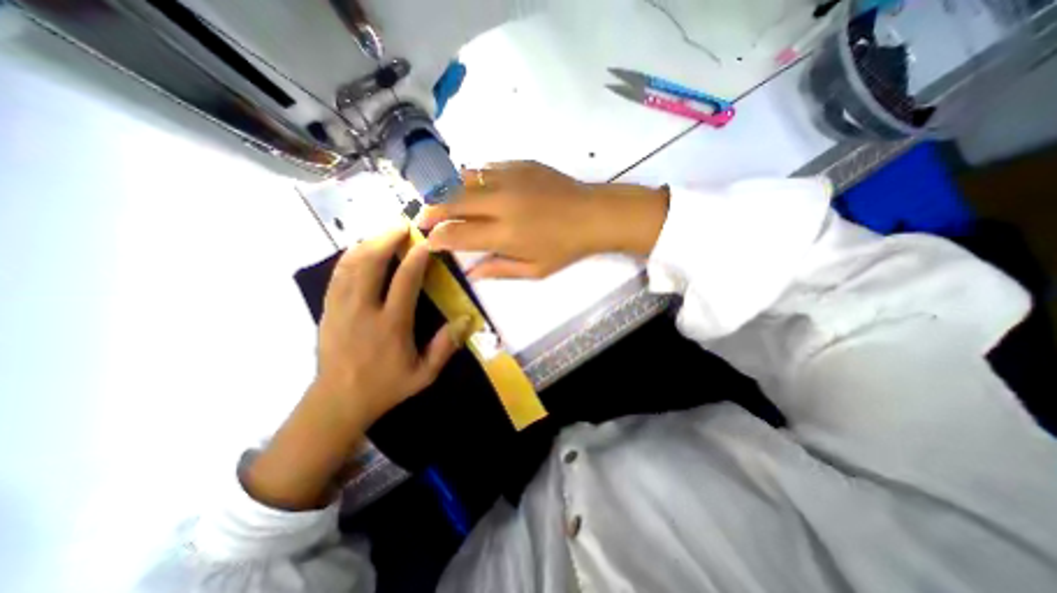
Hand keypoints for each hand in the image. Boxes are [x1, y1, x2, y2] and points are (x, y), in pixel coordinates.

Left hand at [314, 225, 466, 422]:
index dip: (416, 258)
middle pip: (370, 263)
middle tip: (403, 224)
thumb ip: (445, 347)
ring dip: (368, 243)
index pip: (404, 281)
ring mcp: (340, 308)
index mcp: (390, 326)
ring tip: (384, 232)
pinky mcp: (327, 309)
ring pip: (350, 264)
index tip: (426, 242)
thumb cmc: (385, 387)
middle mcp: (363, 311)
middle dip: (387, 238)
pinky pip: (337, 274)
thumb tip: (465, 319)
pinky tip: (361, 249)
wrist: (337, 403)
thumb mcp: (424, 375)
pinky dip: (350, 256)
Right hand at [414, 163, 667, 279]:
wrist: (592, 215)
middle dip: (431, 211)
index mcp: (504, 234)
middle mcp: (500, 203)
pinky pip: (485, 168)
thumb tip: (471, 274)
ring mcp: (509, 179)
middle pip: (452, 202)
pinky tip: (471, 186)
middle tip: (423, 218)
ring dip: (447, 192)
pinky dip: (472, 178)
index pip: (457, 234)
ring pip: (464, 180)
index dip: (437, 238)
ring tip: (441, 201)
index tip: (428, 241)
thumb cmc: (565, 248)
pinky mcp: (519, 164)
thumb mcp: (534, 270)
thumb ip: (499, 270)